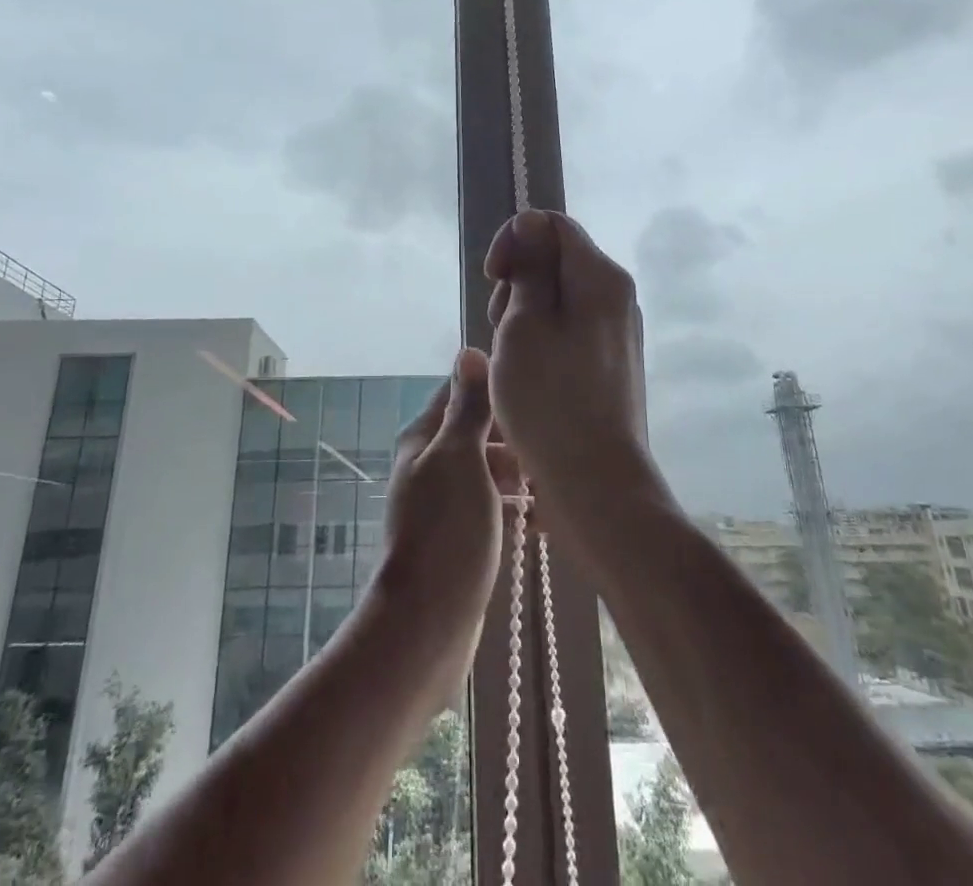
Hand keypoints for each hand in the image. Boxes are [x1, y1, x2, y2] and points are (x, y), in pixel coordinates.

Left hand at [371, 349, 518, 682]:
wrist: (428, 623)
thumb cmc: (447, 529)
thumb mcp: (460, 456)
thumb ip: (467, 407)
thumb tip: (469, 350)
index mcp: (423, 439)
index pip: (459, 393)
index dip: (494, 388)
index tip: (534, 390)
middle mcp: (428, 465)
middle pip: (474, 432)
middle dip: (510, 434)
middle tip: (548, 444)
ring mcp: (441, 503)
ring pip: (484, 470)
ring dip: (514, 470)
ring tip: (548, 480)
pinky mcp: (456, 537)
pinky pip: (487, 505)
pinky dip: (509, 503)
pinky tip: (536, 515)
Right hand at [484, 210, 661, 528]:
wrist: (597, 484)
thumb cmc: (549, 399)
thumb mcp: (524, 324)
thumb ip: (529, 267)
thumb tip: (531, 223)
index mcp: (599, 277)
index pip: (551, 225)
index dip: (514, 241)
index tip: (492, 279)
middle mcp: (617, 295)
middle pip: (557, 260)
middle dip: (518, 282)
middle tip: (500, 327)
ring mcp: (618, 331)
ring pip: (560, 297)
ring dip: (526, 315)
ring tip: (511, 358)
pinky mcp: (613, 362)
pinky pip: (571, 329)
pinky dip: (544, 339)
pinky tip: (529, 375)